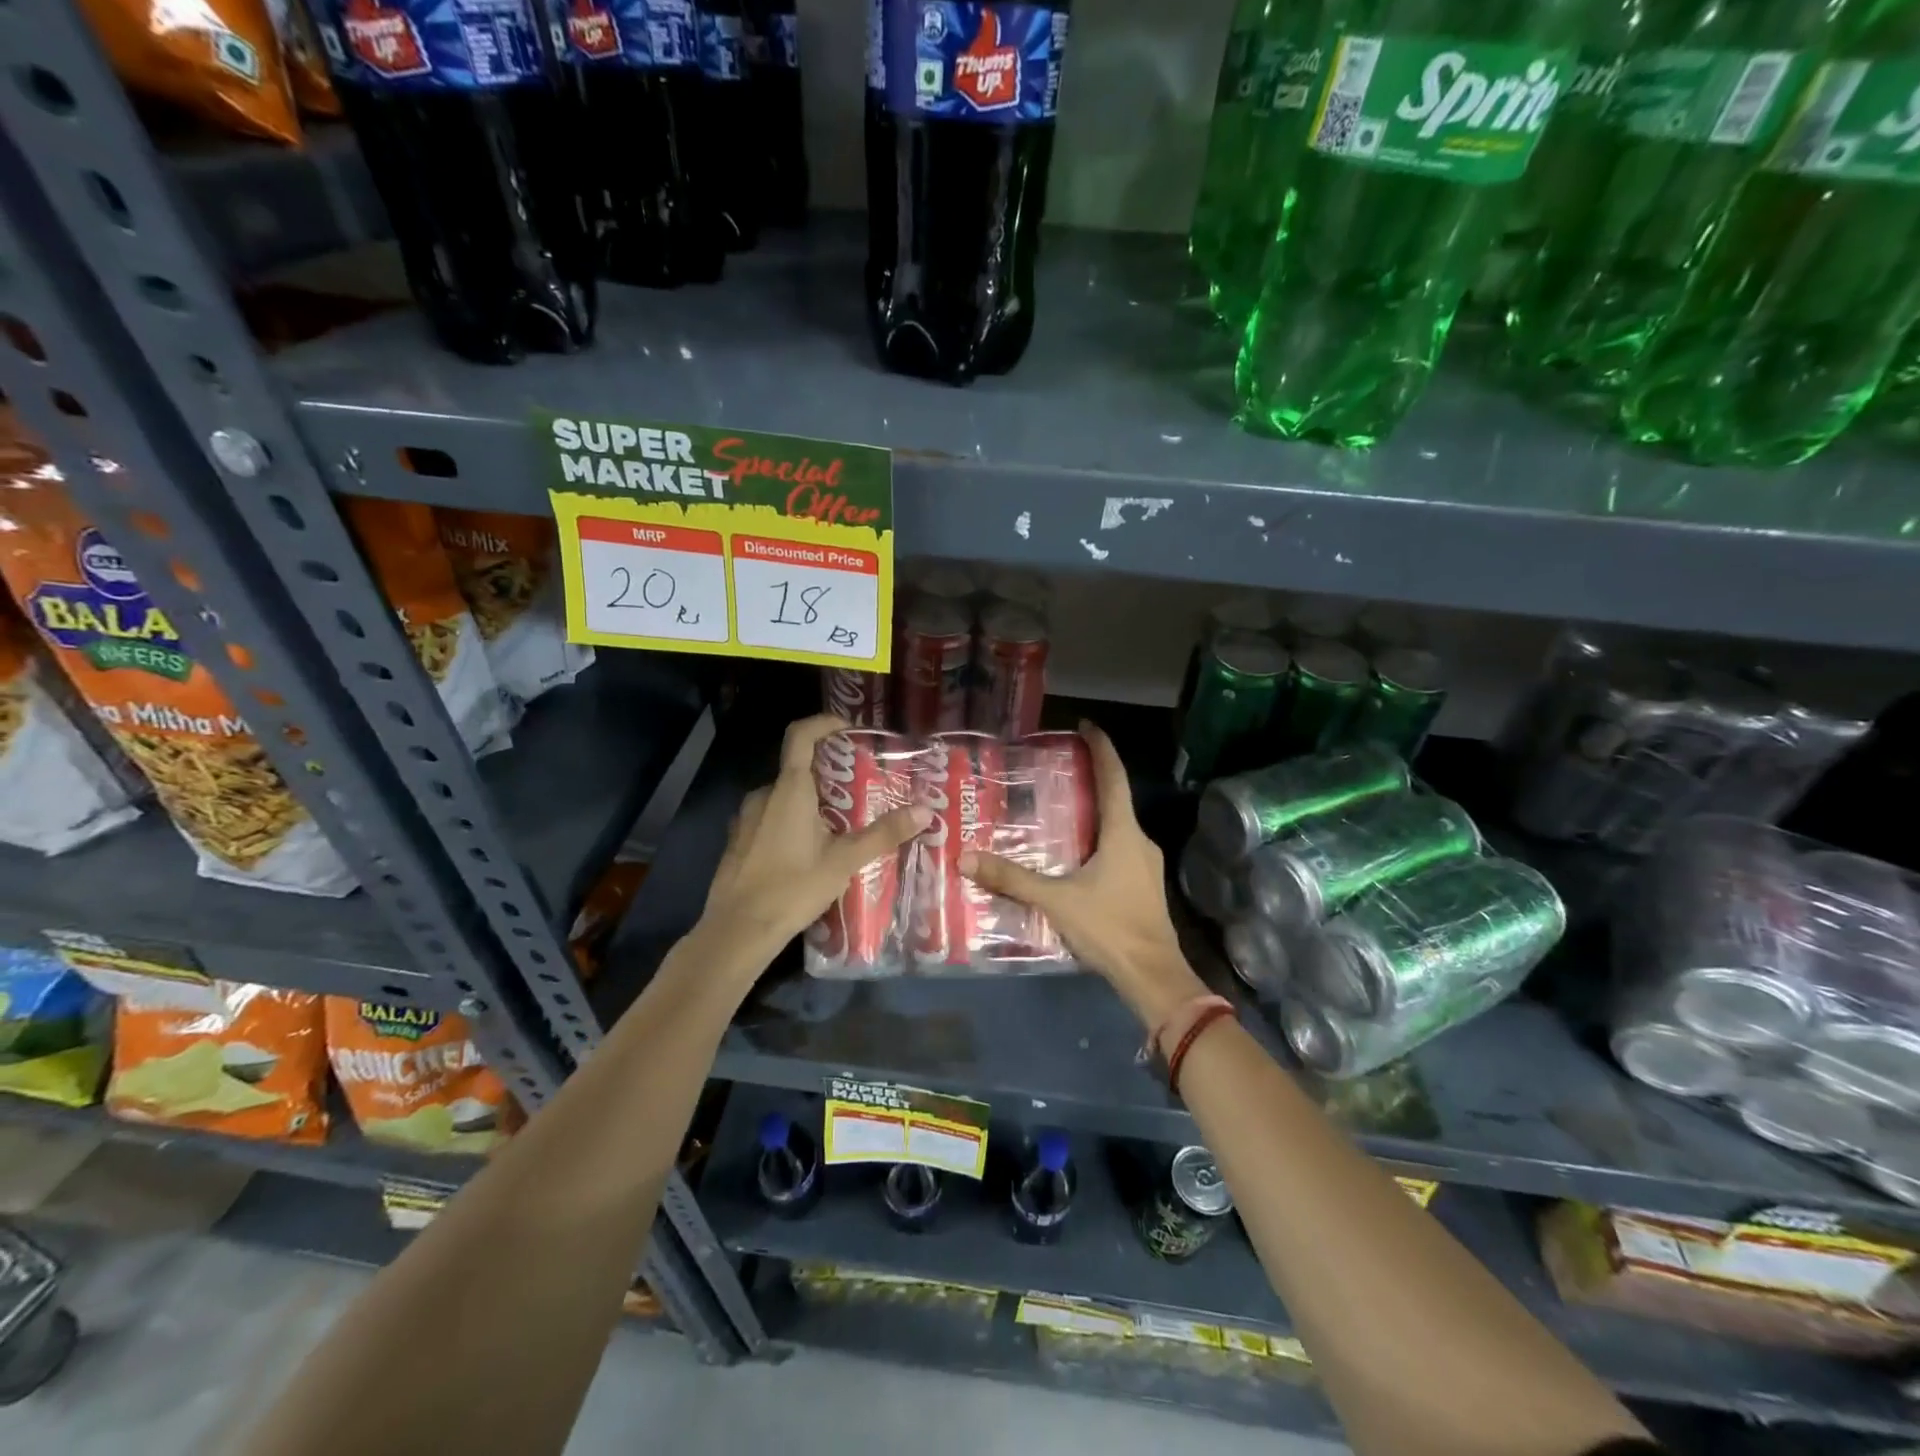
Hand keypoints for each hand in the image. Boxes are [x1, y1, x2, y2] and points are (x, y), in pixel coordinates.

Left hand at [698, 714, 928, 970]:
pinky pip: (771, 817)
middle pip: (799, 768)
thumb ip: (883, 833)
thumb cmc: (792, 888)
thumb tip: (924, 811)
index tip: (849, 731)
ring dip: (812, 801)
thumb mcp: (844, 861)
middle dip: (830, 773)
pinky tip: (811, 850)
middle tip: (861, 789)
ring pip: (785, 796)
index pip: (801, 735)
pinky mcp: (739, 841)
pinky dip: (793, 821)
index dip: (824, 723)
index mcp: (789, 790)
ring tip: (842, 824)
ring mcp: (746, 818)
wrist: (737, 931)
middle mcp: (764, 795)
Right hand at [960, 722, 1204, 1026]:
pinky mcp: (1142, 885)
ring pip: (1117, 827)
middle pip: (1115, 799)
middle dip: (1090, 779)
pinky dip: (1097, 838)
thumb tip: (966, 858)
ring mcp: (1145, 865)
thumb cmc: (1110, 928)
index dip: (1102, 749)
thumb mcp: (1056, 901)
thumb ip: (1013, 879)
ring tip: (1059, 807)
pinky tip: (1074, 854)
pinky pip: (1118, 848)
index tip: (1087, 726)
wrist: (1153, 976)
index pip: (1113, 777)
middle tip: (1057, 769)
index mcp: (1123, 833)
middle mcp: (1139, 841)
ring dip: (1093, 812)